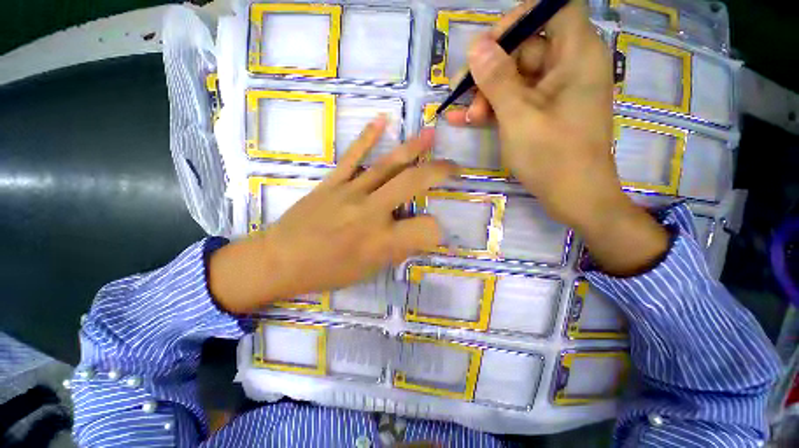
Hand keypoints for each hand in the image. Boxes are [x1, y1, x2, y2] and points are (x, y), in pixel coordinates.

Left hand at [209, 117, 455, 312]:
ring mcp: (350, 192)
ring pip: (388, 165)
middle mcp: (371, 212)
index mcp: (381, 241)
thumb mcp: (367, 270)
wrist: (279, 259)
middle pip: (412, 182)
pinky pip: (353, 156)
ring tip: (431, 134)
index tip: (437, 231)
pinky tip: (382, 120)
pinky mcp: (333, 182)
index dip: (437, 231)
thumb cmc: (325, 272)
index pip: (426, 229)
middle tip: (454, 167)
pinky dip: (368, 137)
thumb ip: (397, 250)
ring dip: (413, 148)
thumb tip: (418, 235)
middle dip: (438, 171)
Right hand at [447, 0, 667, 274]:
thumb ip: (497, 79)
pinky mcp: (544, 113)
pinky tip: (467, 120)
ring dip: (486, 96)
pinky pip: (516, 101)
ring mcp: (555, 92)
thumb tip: (477, 46)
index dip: (518, 21)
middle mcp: (568, 66)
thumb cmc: (552, 156)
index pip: (551, 10)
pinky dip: (493, 109)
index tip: (487, 46)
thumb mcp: (519, 116)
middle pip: (525, 49)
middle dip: (490, 72)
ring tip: (465, 118)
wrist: (574, 196)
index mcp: (576, 55)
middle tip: (463, 95)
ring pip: (515, 79)